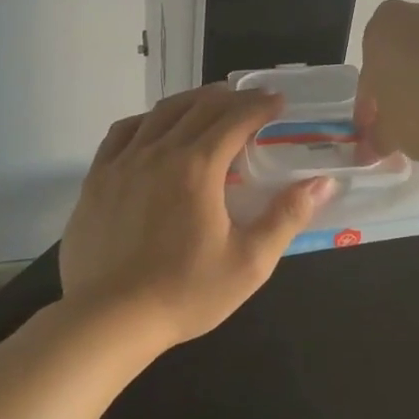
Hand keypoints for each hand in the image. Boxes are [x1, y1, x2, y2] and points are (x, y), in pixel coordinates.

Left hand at [61, 85, 334, 347]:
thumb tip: (322, 183)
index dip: (260, 106)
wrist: (108, 320)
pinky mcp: (96, 178)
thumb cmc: (185, 292)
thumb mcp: (249, 262)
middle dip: (231, 98)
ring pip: (161, 113)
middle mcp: (159, 152)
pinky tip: (155, 128)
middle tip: (251, 100)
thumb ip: (286, 217)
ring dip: (191, 101)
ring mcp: (122, 162)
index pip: (235, 119)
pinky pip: (123, 132)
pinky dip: (147, 120)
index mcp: (198, 167)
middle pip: (199, 108)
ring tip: (210, 104)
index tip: (278, 101)